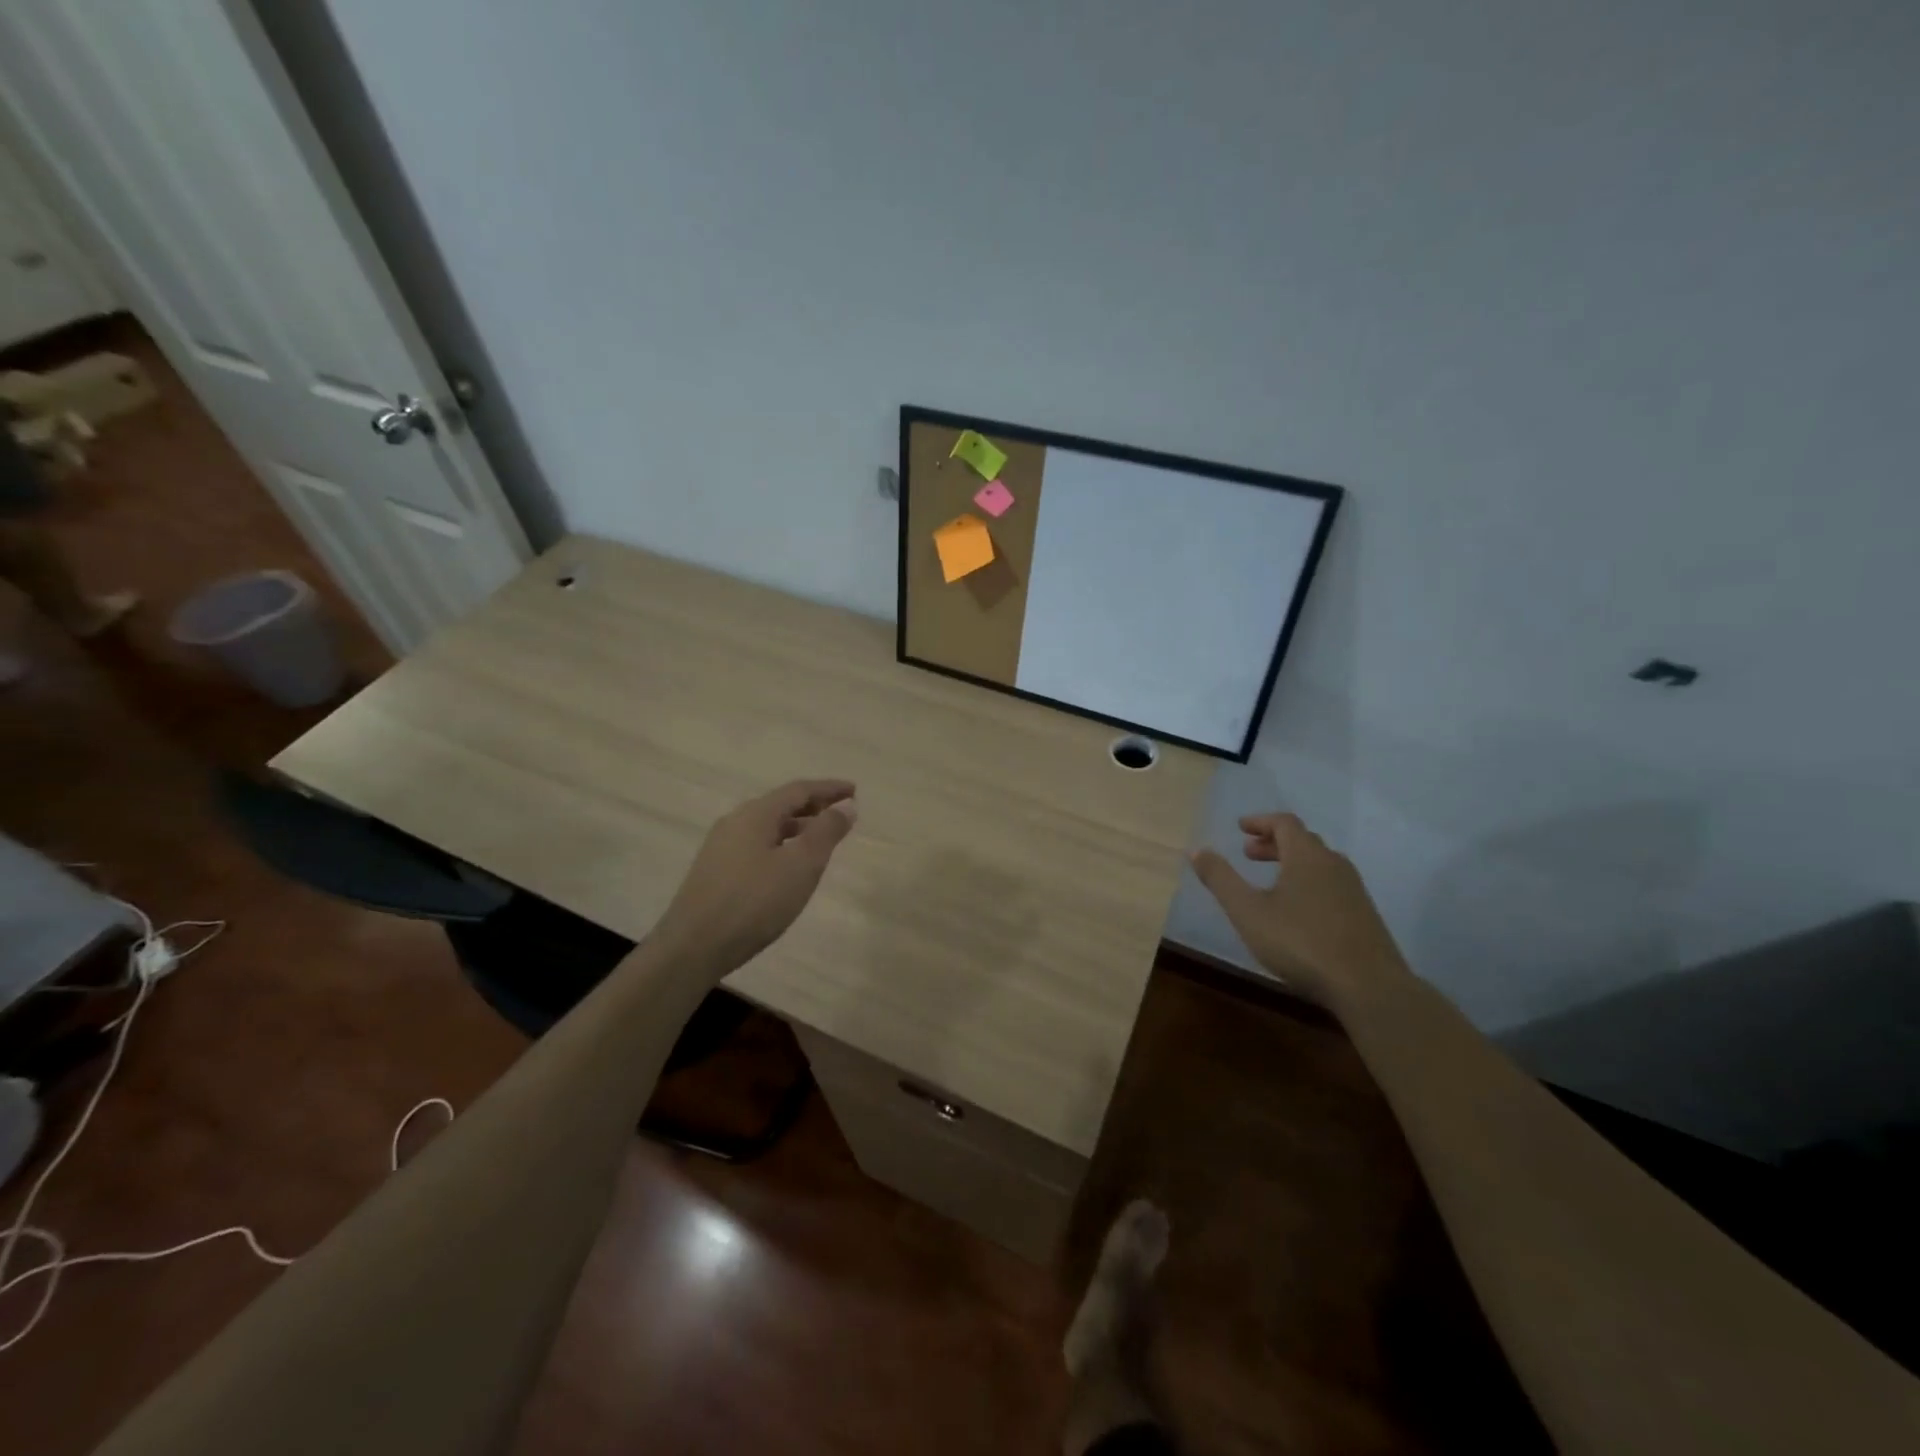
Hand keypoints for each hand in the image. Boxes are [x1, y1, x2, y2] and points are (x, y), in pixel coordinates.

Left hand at [651, 780, 857, 975]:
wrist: (692, 947)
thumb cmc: (754, 902)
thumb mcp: (800, 866)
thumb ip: (826, 832)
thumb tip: (846, 805)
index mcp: (756, 814)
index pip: (799, 790)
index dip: (829, 789)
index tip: (854, 790)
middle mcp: (735, 822)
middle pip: (781, 805)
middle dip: (814, 805)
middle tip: (841, 811)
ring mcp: (721, 847)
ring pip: (768, 826)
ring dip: (798, 826)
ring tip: (821, 838)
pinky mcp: (715, 872)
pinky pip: (757, 845)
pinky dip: (781, 844)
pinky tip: (788, 865)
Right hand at [1190, 813, 1408, 1009]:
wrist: (1368, 987)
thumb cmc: (1301, 942)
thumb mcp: (1248, 911)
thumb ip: (1221, 879)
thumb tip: (1197, 850)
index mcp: (1307, 856)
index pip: (1284, 823)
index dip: (1260, 822)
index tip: (1240, 828)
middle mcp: (1334, 865)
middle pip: (1303, 841)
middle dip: (1273, 843)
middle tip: (1248, 854)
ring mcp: (1354, 890)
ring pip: (1319, 864)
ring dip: (1291, 863)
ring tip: (1270, 882)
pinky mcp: (1364, 915)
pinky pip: (1331, 885)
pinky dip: (1307, 883)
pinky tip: (1297, 911)